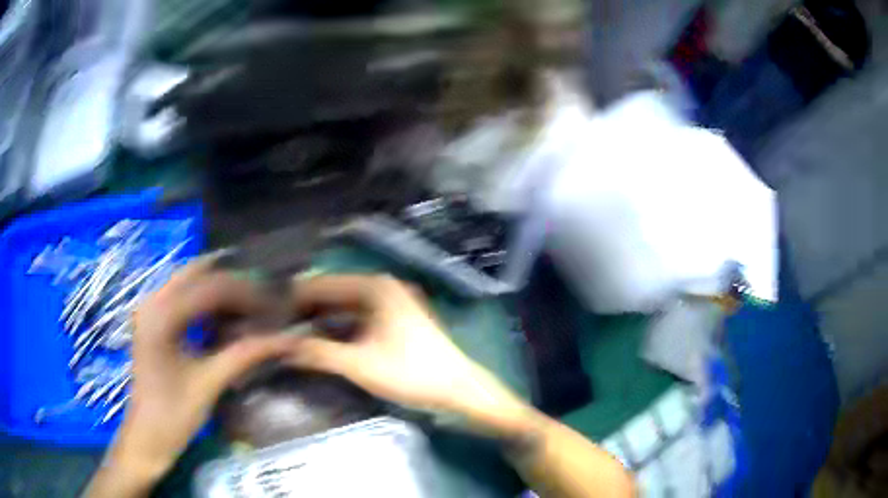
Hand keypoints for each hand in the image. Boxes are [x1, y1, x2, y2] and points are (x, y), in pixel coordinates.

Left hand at [93, 257, 300, 494]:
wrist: (148, 434)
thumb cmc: (175, 414)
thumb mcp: (210, 383)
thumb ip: (246, 354)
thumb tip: (288, 339)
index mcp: (162, 315)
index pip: (211, 287)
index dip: (245, 293)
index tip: (273, 306)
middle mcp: (152, 300)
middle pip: (199, 274)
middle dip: (233, 285)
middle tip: (263, 302)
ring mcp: (149, 306)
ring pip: (190, 280)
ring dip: (219, 289)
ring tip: (248, 306)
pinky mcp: (152, 317)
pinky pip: (182, 294)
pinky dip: (205, 298)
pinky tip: (223, 314)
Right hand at [284, 275, 528, 427]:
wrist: (458, 388)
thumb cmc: (410, 372)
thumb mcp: (358, 363)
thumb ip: (317, 353)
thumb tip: (281, 347)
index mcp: (375, 287)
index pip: (324, 284)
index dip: (296, 296)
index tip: (271, 310)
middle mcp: (383, 287)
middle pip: (334, 292)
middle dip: (307, 307)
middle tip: (278, 323)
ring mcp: (392, 302)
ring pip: (346, 305)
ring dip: (322, 317)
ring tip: (293, 331)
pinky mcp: (397, 319)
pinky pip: (359, 316)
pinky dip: (340, 326)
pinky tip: (322, 339)